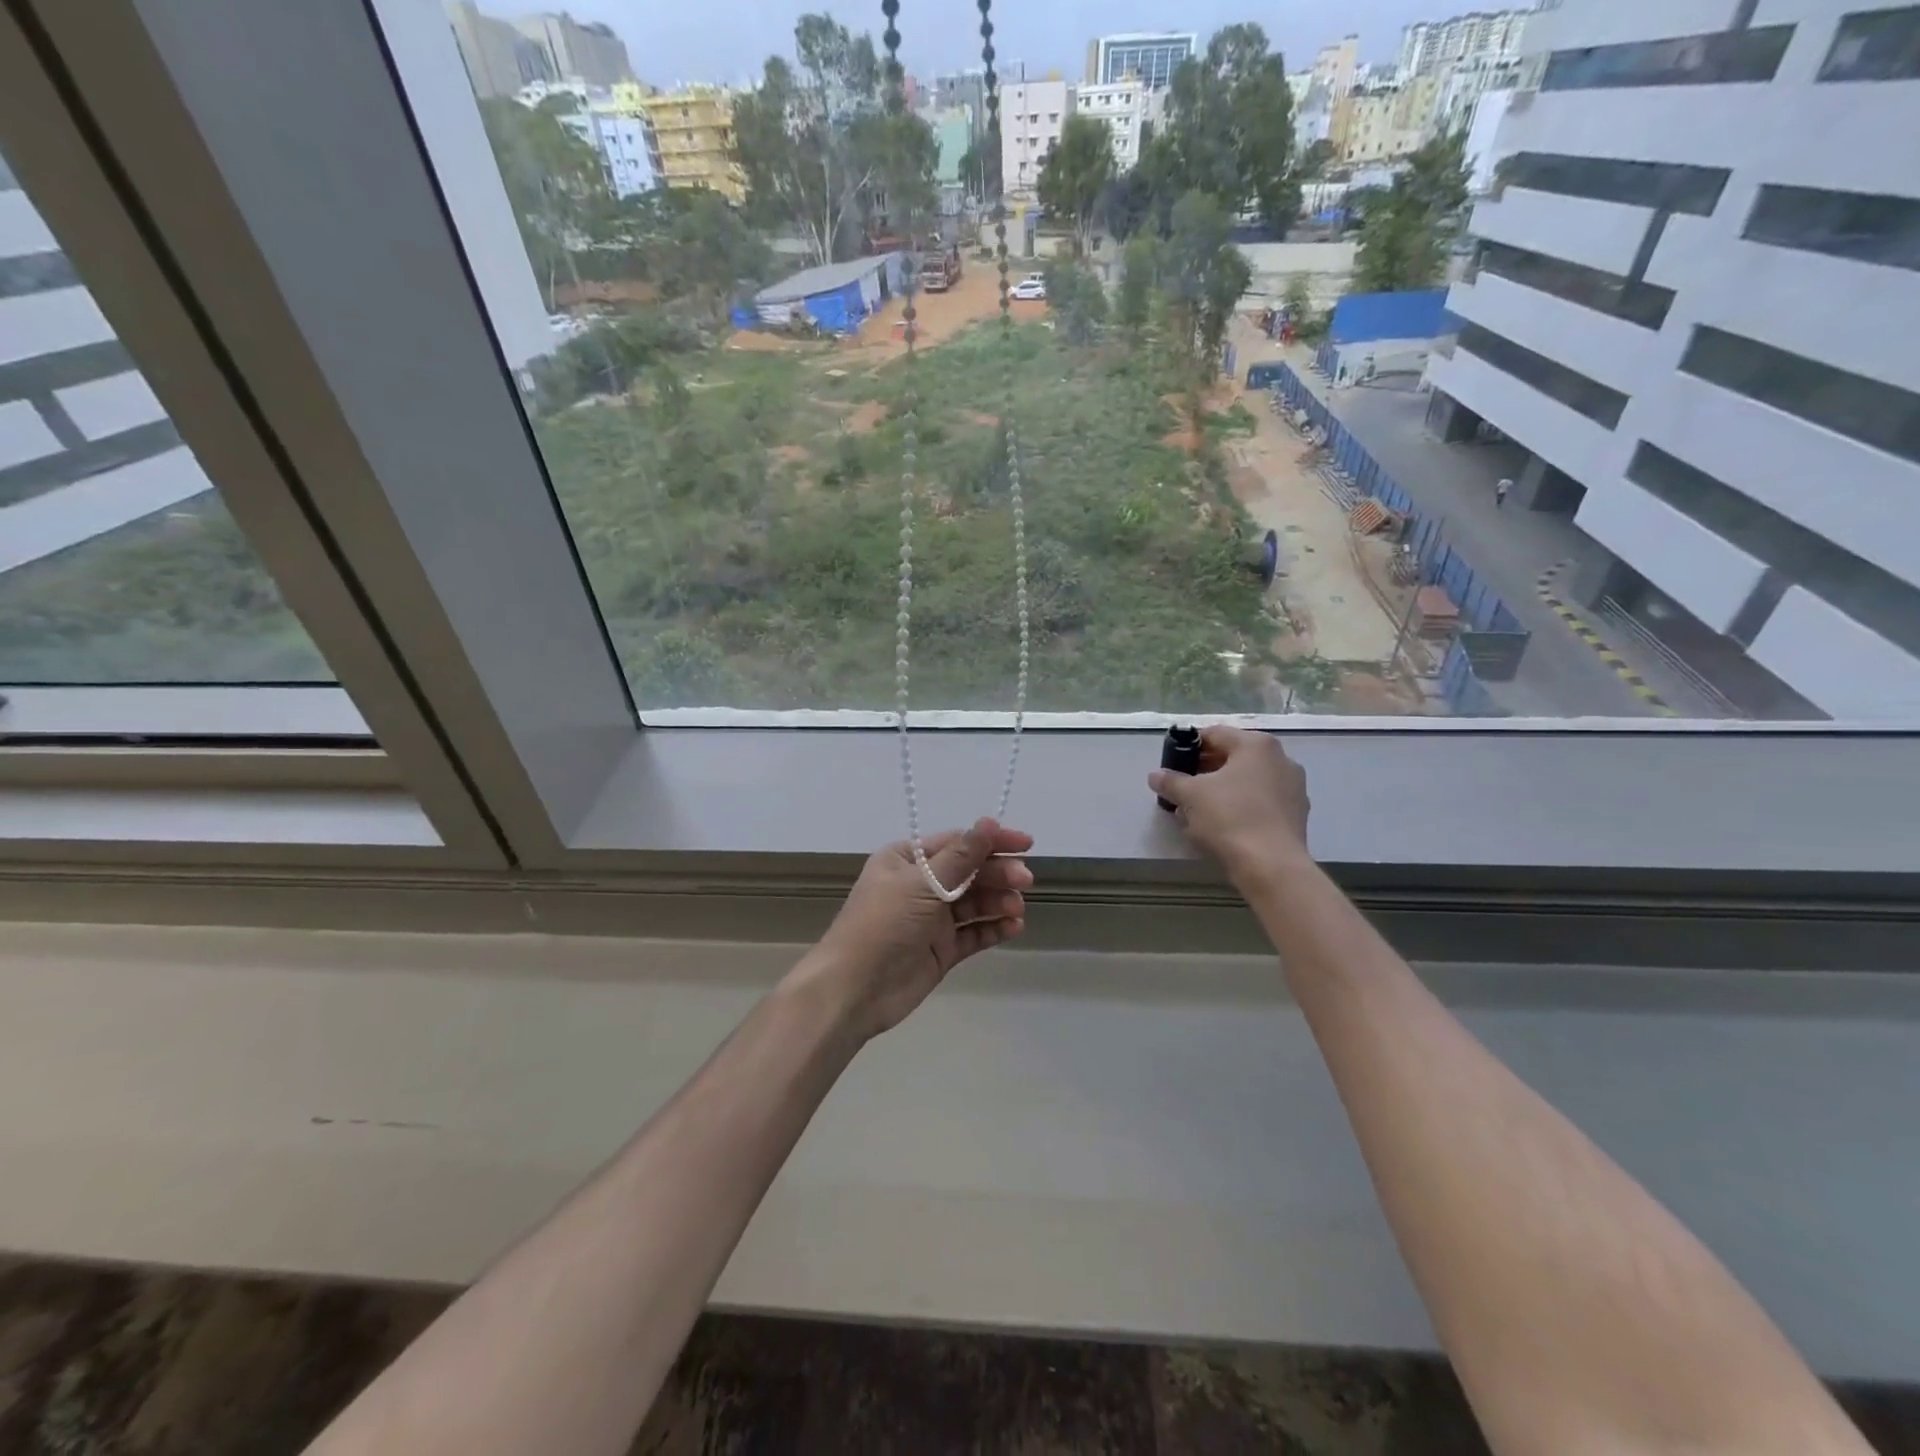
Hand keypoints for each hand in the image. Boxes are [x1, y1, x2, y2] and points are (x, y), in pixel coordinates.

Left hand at [799, 818, 1033, 1040]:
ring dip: (998, 901)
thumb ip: (961, 856)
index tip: (1025, 844)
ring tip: (1016, 908)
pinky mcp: (941, 950)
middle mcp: (919, 885)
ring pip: (974, 903)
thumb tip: (989, 822)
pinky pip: (973, 933)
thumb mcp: (922, 884)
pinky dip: (993, 928)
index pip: (957, 843)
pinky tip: (1013, 926)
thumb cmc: (883, 924)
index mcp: (906, 860)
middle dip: (997, 874)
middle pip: (968, 872)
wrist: (853, 990)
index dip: (991, 841)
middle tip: (1025, 881)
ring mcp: (931, 919)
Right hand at [1147, 726, 1311, 882]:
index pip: (1215, 734)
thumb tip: (1155, 776)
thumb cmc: (1229, 818)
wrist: (1271, 865)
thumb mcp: (1190, 796)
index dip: (1189, 746)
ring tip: (1199, 809)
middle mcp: (1280, 759)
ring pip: (1248, 780)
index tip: (1173, 763)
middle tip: (1183, 786)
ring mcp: (1294, 787)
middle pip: (1234, 757)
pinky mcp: (1297, 814)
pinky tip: (1224, 825)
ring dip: (1223, 789)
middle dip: (1205, 770)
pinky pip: (1262, 801)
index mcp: (1256, 745)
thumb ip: (1171, 781)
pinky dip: (1242, 806)